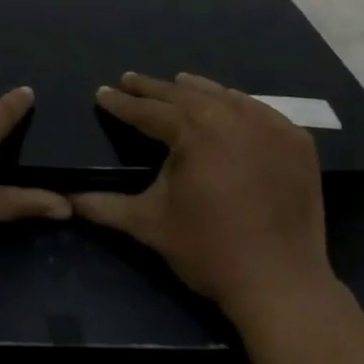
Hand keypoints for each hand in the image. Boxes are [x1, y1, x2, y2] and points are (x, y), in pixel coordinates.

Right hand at [71, 72, 331, 323]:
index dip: (122, 103)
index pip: (148, 111)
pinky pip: (261, 111)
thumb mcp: (149, 225)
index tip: (103, 92)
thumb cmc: (208, 250)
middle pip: (185, 95)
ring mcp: (270, 126)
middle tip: (130, 80)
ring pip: (225, 97)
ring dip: (196, 90)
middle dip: (153, 88)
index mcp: (193, 131)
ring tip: (177, 84)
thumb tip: (66, 199)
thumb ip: (104, 206)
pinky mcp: (297, 142)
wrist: (280, 283)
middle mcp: (232, 117)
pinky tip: (229, 105)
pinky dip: (238, 105)